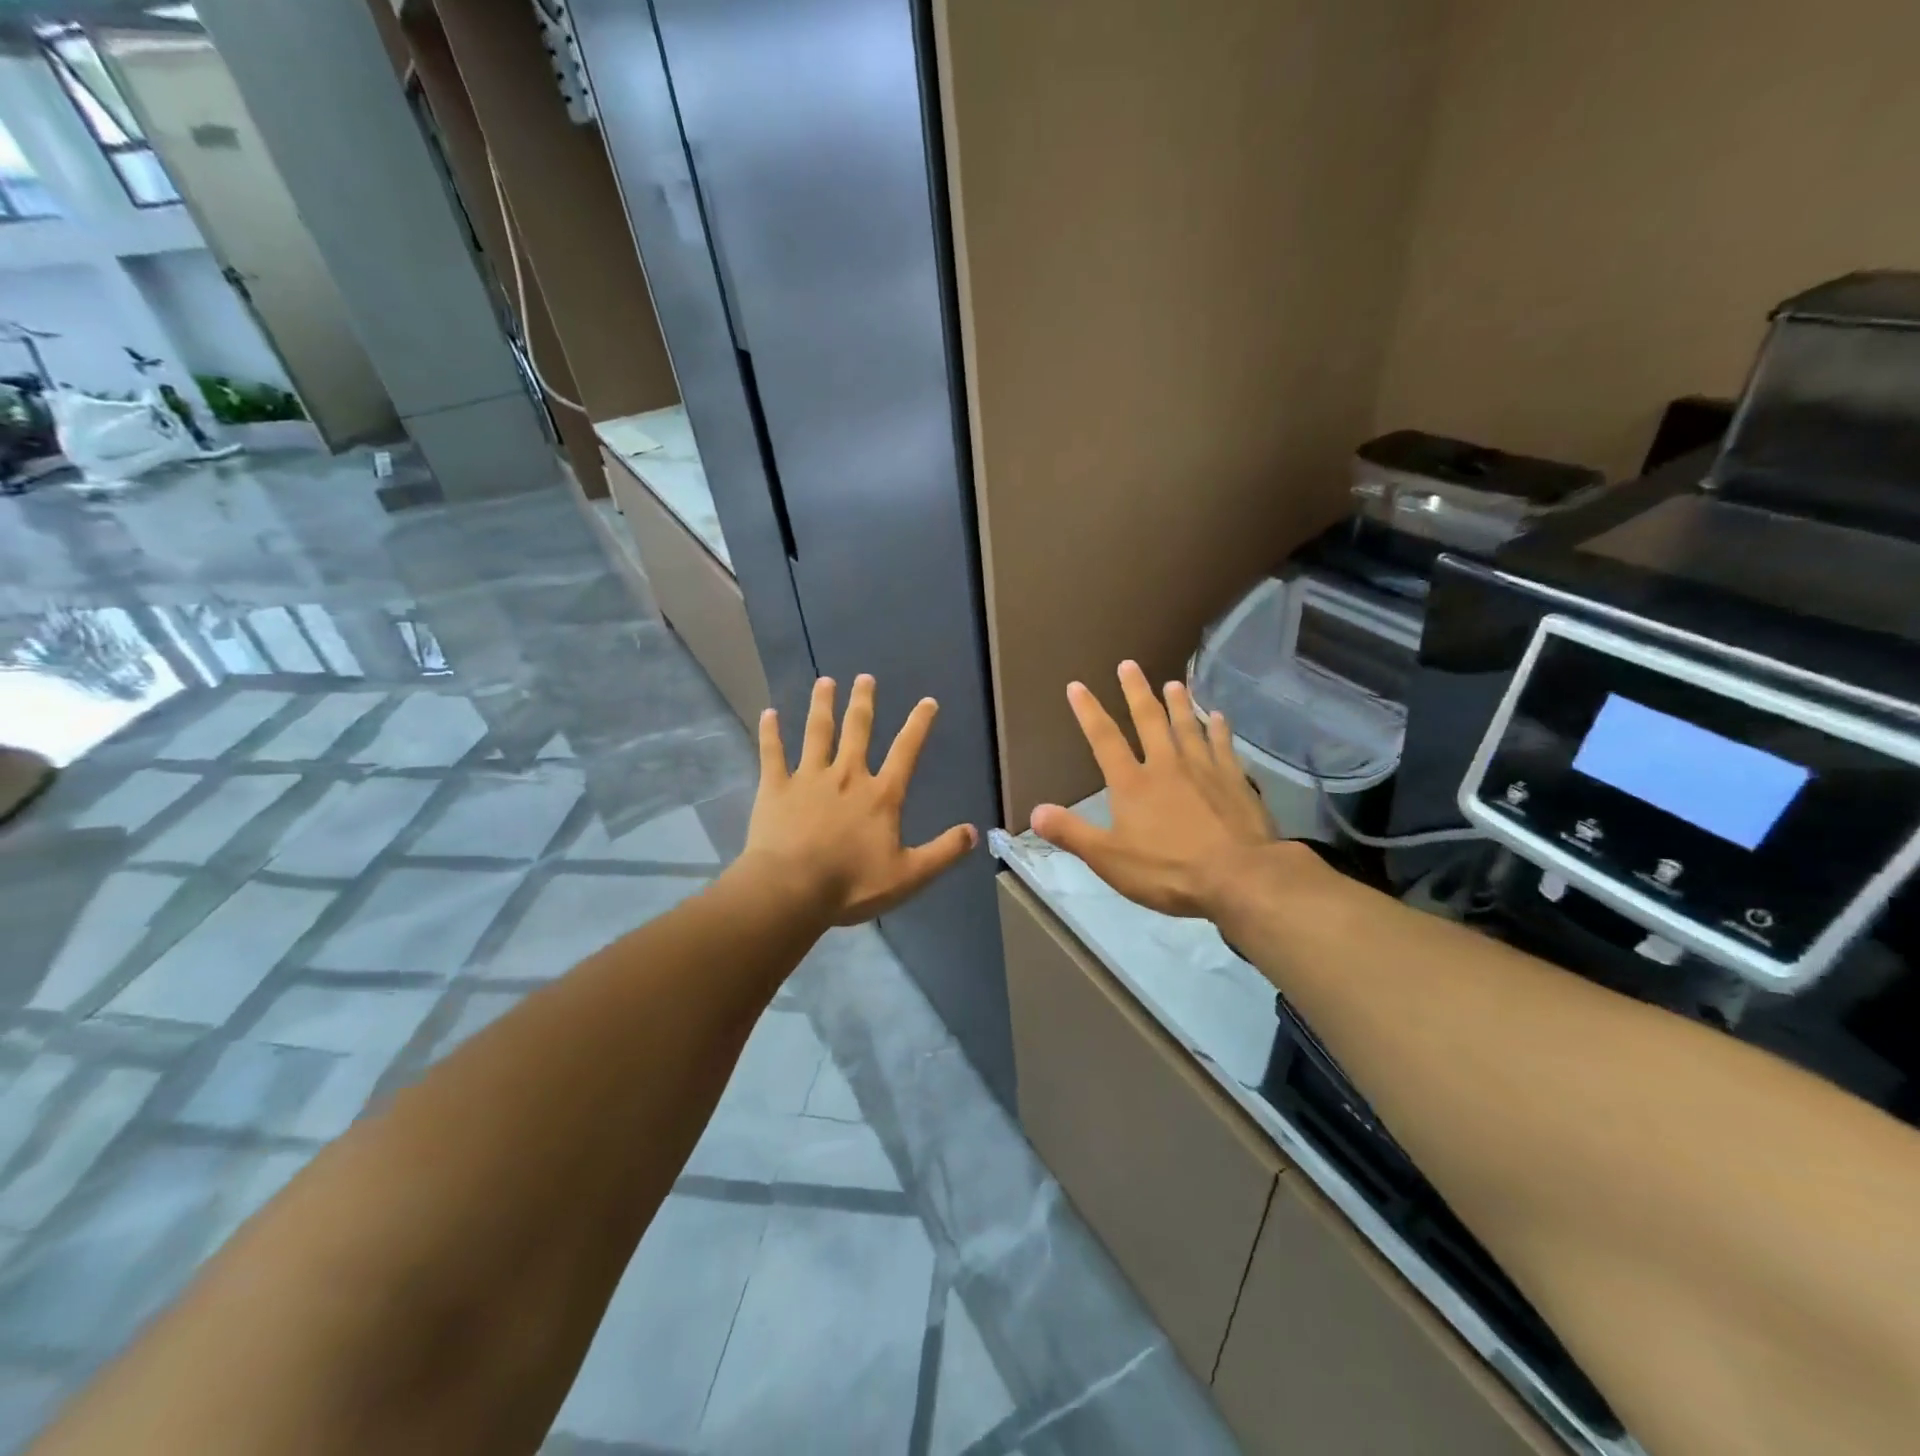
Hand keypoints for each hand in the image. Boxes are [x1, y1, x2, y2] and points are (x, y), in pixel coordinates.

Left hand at [744, 674, 976, 924]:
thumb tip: (974, 832)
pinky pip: (772, 753)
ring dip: (822, 705)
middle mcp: (847, 776)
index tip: (928, 701)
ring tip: (824, 682)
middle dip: (863, 702)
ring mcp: (808, 778)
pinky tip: (769, 713)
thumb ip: (943, 852)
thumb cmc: (852, 884)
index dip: (919, 725)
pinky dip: (770, 733)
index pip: (906, 752)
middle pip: (857, 730)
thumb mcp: (909, 875)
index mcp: (880, 795)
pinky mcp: (775, 787)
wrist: (792, 889)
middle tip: (864, 677)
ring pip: (817, 733)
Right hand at [1031, 662, 1277, 917]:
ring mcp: (1204, 769)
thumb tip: (1035, 811)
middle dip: (1136, 692)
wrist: (1239, 876)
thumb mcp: (1109, 859)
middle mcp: (1166, 766)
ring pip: (1188, 726)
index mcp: (1132, 784)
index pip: (1104, 740)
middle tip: (1129, 664)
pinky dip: (1218, 729)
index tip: (1077, 686)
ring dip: (1179, 703)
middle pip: (1149, 720)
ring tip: (1173, 682)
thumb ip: (1072, 833)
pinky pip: (1223, 746)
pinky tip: (1218, 717)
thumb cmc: (1168, 870)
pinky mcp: (1236, 780)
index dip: (1089, 712)